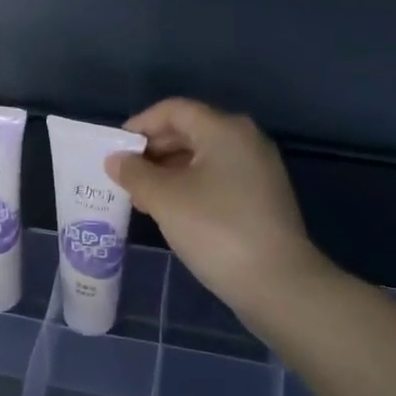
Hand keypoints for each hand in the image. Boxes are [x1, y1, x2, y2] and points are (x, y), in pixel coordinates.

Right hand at [105, 98, 318, 316]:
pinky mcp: (263, 197)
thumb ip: (135, 173)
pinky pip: (218, 177)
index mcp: (224, 129)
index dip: (140, 124)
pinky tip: (172, 211)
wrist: (280, 285)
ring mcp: (258, 169)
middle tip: (125, 175)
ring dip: (169, 171)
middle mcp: (245, 139)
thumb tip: (116, 160)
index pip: (173, 110)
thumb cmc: (217, 229)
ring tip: (142, 197)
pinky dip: (191, 186)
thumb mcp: (165, 199)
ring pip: (203, 156)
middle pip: (189, 130)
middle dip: (153, 150)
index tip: (116, 149)